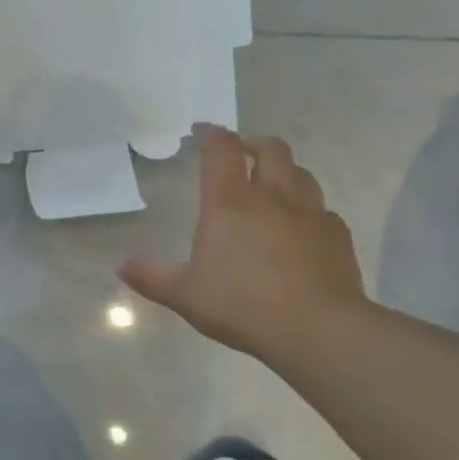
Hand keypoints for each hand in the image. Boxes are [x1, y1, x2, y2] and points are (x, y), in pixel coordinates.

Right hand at [120, 125, 368, 362]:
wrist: (317, 328)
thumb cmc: (241, 305)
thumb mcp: (185, 295)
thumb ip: (152, 277)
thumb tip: (122, 266)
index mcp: (230, 203)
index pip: (221, 150)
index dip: (212, 134)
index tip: (203, 130)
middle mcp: (272, 196)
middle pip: (270, 148)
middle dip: (253, 143)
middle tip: (241, 153)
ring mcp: (310, 213)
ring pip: (301, 173)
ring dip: (284, 171)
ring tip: (272, 185)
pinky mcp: (337, 234)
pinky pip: (321, 209)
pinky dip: (307, 209)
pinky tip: (300, 229)